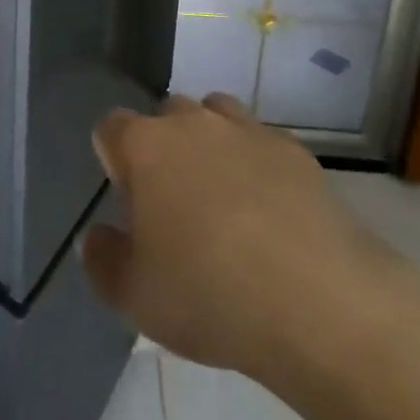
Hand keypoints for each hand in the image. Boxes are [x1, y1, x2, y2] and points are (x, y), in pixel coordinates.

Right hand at [81, 93, 411, 379]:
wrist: (322, 304)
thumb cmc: (211, 295)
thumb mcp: (134, 297)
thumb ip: (102, 260)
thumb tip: (98, 236)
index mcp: (145, 146)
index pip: (111, 128)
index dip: (114, 161)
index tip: (128, 203)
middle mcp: (192, 122)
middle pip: (165, 116)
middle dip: (163, 149)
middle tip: (175, 206)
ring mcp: (247, 130)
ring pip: (215, 116)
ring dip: (210, 144)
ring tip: (223, 198)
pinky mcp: (295, 150)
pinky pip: (262, 142)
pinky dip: (258, 165)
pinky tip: (272, 212)